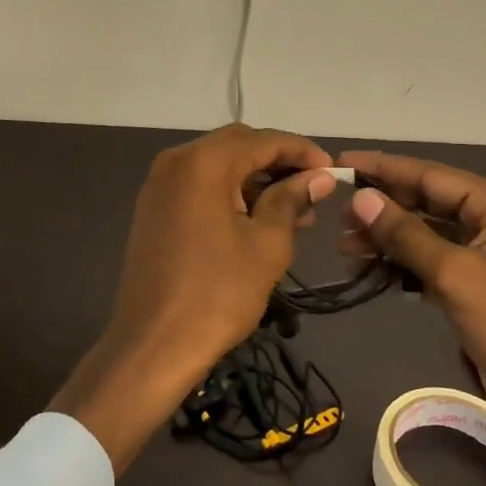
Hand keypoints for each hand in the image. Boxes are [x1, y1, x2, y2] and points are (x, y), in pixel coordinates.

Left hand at [53, 125, 337, 472]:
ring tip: (294, 210)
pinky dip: (230, 192)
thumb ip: (291, 200)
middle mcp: (177, 161)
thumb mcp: (267, 244)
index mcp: (204, 162)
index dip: (301, 151)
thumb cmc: (218, 294)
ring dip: (255, 178)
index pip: (263, 140)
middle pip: (238, 145)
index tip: (331, 170)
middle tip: (312, 188)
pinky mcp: (154, 208)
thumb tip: (318, 178)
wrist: (153, 346)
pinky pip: (200, 185)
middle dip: (278, 162)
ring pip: (218, 165)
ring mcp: (160, 184)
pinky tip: (257, 218)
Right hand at [338, 151, 485, 485]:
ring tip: (344, 248)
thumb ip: (406, 234)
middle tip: (337, 216)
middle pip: (428, 202)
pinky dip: (403, 266)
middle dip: (383, 208)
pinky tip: (370, 272)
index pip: (432, 175)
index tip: (342, 163)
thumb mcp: (456, 275)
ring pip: (427, 234)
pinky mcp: (478, 288)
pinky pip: (432, 263)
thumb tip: (361, 198)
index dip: (385, 169)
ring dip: (388, 240)